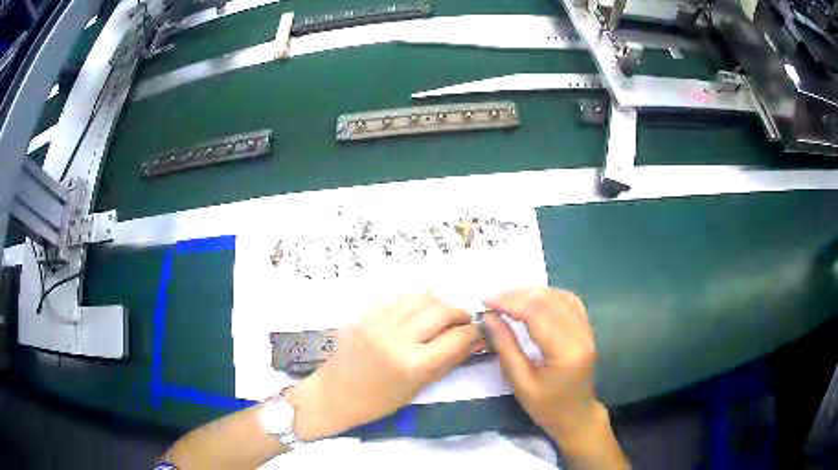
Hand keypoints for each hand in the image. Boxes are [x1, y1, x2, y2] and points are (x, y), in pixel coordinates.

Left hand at [287, 293, 479, 439]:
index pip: (456, 337)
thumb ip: (449, 361)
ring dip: (438, 304)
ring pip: (421, 297)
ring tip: (441, 316)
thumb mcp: (419, 387)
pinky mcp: (365, 314)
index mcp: (413, 364)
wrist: (335, 393)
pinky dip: (416, 303)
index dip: (473, 332)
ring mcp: (379, 322)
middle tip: (462, 322)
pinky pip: (399, 298)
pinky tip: (417, 313)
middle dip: (459, 313)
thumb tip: (474, 340)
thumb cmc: (379, 401)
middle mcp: (397, 337)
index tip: (477, 332)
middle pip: (441, 310)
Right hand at [483, 287, 598, 439]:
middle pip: (549, 300)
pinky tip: (533, 300)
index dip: (510, 303)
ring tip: (509, 299)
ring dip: (533, 292)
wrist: (576, 416)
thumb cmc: (546, 407)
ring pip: (560, 296)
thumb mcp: (520, 383)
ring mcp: (587, 330)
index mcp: (565, 352)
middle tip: (493, 300)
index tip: (486, 302)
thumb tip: (489, 317)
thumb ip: (506, 347)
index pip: (537, 314)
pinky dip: (549, 296)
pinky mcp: (587, 329)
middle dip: (518, 295)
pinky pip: (570, 302)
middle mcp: (581, 335)